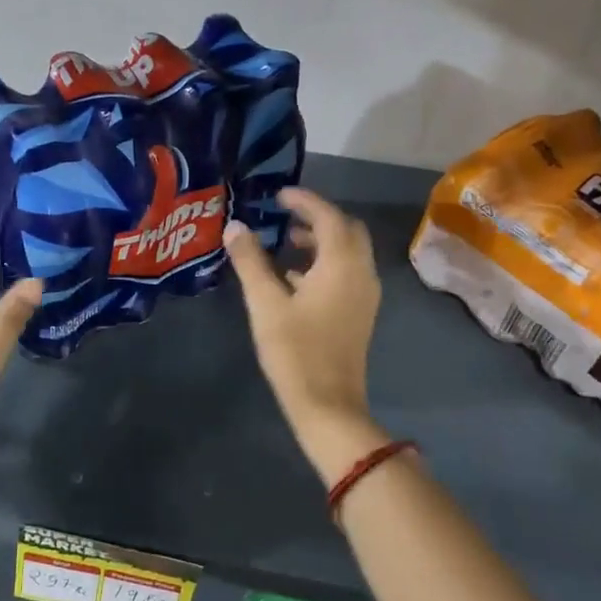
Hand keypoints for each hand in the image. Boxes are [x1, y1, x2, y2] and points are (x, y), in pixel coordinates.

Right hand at [222, 189, 387, 483]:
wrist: (328, 405)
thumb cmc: (295, 351)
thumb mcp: (265, 303)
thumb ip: (250, 262)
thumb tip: (235, 227)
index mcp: (342, 264)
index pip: (328, 216)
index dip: (305, 200)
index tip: (279, 195)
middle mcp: (361, 273)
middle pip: (347, 230)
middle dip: (318, 218)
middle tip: (286, 216)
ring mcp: (364, 295)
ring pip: (349, 253)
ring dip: (322, 241)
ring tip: (287, 243)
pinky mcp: (359, 314)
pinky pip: (347, 273)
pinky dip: (325, 264)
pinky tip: (294, 278)